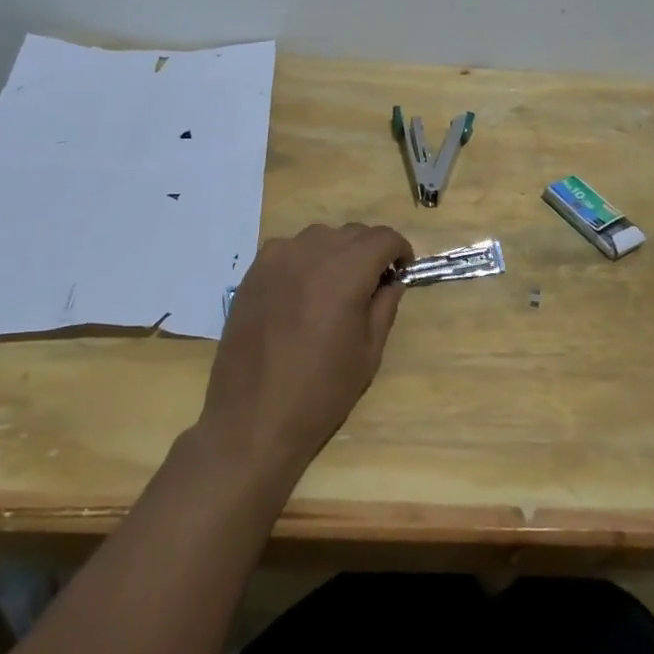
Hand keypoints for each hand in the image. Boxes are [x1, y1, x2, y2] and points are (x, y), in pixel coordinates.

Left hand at [195, 222, 412, 485]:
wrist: (251, 419)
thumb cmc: (320, 392)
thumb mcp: (368, 353)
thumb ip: (384, 307)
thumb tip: (392, 281)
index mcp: (345, 273)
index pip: (382, 237)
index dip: (399, 249)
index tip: (401, 271)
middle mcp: (311, 253)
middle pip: (352, 233)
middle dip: (370, 251)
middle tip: (372, 284)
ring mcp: (276, 258)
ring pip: (320, 237)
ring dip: (337, 252)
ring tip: (336, 288)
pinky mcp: (253, 271)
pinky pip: (289, 249)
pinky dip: (306, 259)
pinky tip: (302, 292)